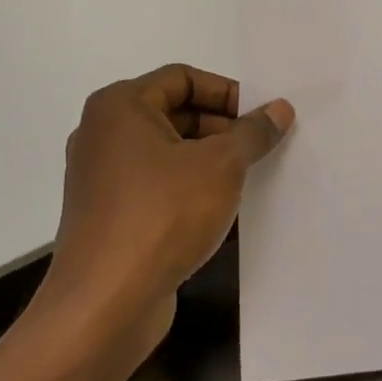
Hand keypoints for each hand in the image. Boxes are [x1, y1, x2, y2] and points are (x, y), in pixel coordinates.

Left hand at [39, 64, 293, 366]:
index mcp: (121, 106)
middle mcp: (103, 133)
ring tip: (249, 178)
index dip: (227, 92)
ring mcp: (102, 176)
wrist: (106, 303)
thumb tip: (279, 109)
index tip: (262, 117)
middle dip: (222, 128)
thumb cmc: (163, 215)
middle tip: (262, 148)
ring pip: (167, 152)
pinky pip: (157, 185)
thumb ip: (253, 132)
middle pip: (174, 113)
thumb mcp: (221, 166)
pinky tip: (222, 209)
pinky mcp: (108, 214)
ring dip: (209, 160)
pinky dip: (189, 188)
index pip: (183, 78)